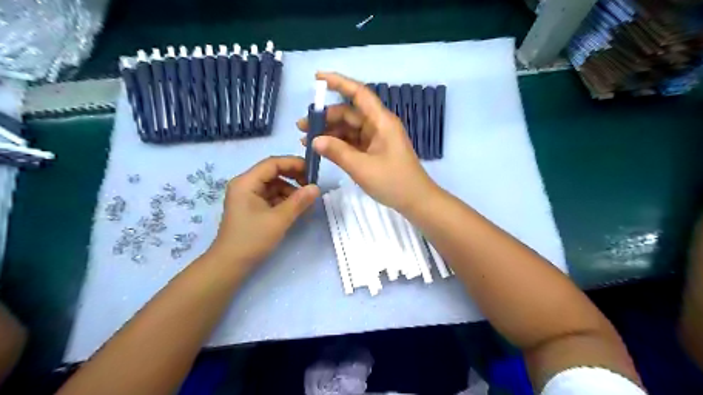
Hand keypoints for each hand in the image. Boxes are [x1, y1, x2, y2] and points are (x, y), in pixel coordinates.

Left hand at [206, 155, 320, 272]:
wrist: (230, 264)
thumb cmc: (252, 239)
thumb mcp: (279, 219)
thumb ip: (299, 201)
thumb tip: (316, 188)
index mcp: (246, 182)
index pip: (272, 163)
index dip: (294, 163)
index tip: (313, 171)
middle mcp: (245, 184)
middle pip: (273, 172)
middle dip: (293, 177)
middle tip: (311, 186)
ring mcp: (247, 196)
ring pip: (273, 185)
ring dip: (290, 190)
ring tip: (306, 201)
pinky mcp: (251, 207)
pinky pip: (271, 196)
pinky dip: (284, 200)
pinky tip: (296, 208)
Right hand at [296, 71, 437, 212]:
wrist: (416, 200)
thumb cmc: (393, 181)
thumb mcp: (362, 167)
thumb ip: (337, 152)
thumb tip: (314, 140)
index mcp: (381, 121)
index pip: (359, 94)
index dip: (339, 82)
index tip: (317, 78)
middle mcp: (378, 125)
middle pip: (349, 113)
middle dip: (326, 116)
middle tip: (301, 126)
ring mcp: (377, 139)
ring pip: (349, 128)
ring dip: (329, 132)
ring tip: (306, 140)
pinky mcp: (375, 151)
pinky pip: (353, 141)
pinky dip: (338, 144)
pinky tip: (322, 149)